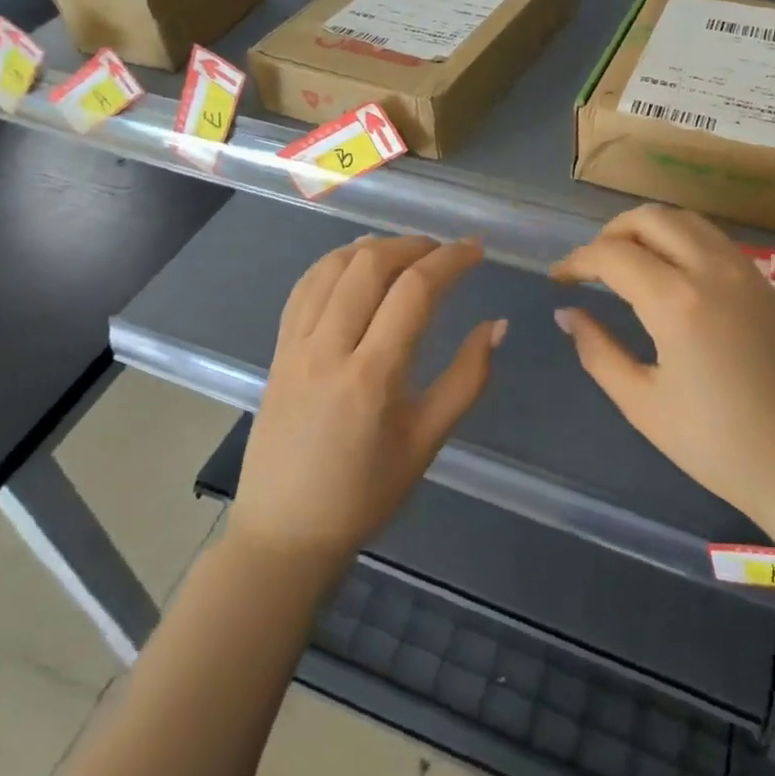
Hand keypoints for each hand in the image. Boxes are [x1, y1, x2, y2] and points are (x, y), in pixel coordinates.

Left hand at [231, 235, 504, 565]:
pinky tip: (355, 264)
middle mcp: (328, 348)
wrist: (285, 531)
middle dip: (413, 244)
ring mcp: (296, 345)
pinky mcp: (278, 349)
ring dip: (373, 246)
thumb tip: (496, 325)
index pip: (414, 291)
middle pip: (370, 264)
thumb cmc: (365, 494)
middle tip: (443, 251)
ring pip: (332, 266)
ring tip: (405, 251)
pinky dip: (334, 262)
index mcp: (372, 376)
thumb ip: (466, 379)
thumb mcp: (426, 442)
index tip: (476, 250)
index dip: (450, 260)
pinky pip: (305, 287)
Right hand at [551, 206, 774, 532]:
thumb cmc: (718, 446)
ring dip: (648, 230)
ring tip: (627, 264)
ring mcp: (746, 273)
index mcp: (678, 302)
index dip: (577, 261)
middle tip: (591, 268)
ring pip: (686, 221)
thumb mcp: (643, 404)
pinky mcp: (768, 285)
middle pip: (650, 219)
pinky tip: (670, 275)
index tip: (558, 280)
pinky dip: (681, 240)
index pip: (613, 255)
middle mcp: (713, 271)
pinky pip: (714, 240)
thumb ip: (598, 351)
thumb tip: (567, 314)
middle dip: (610, 234)